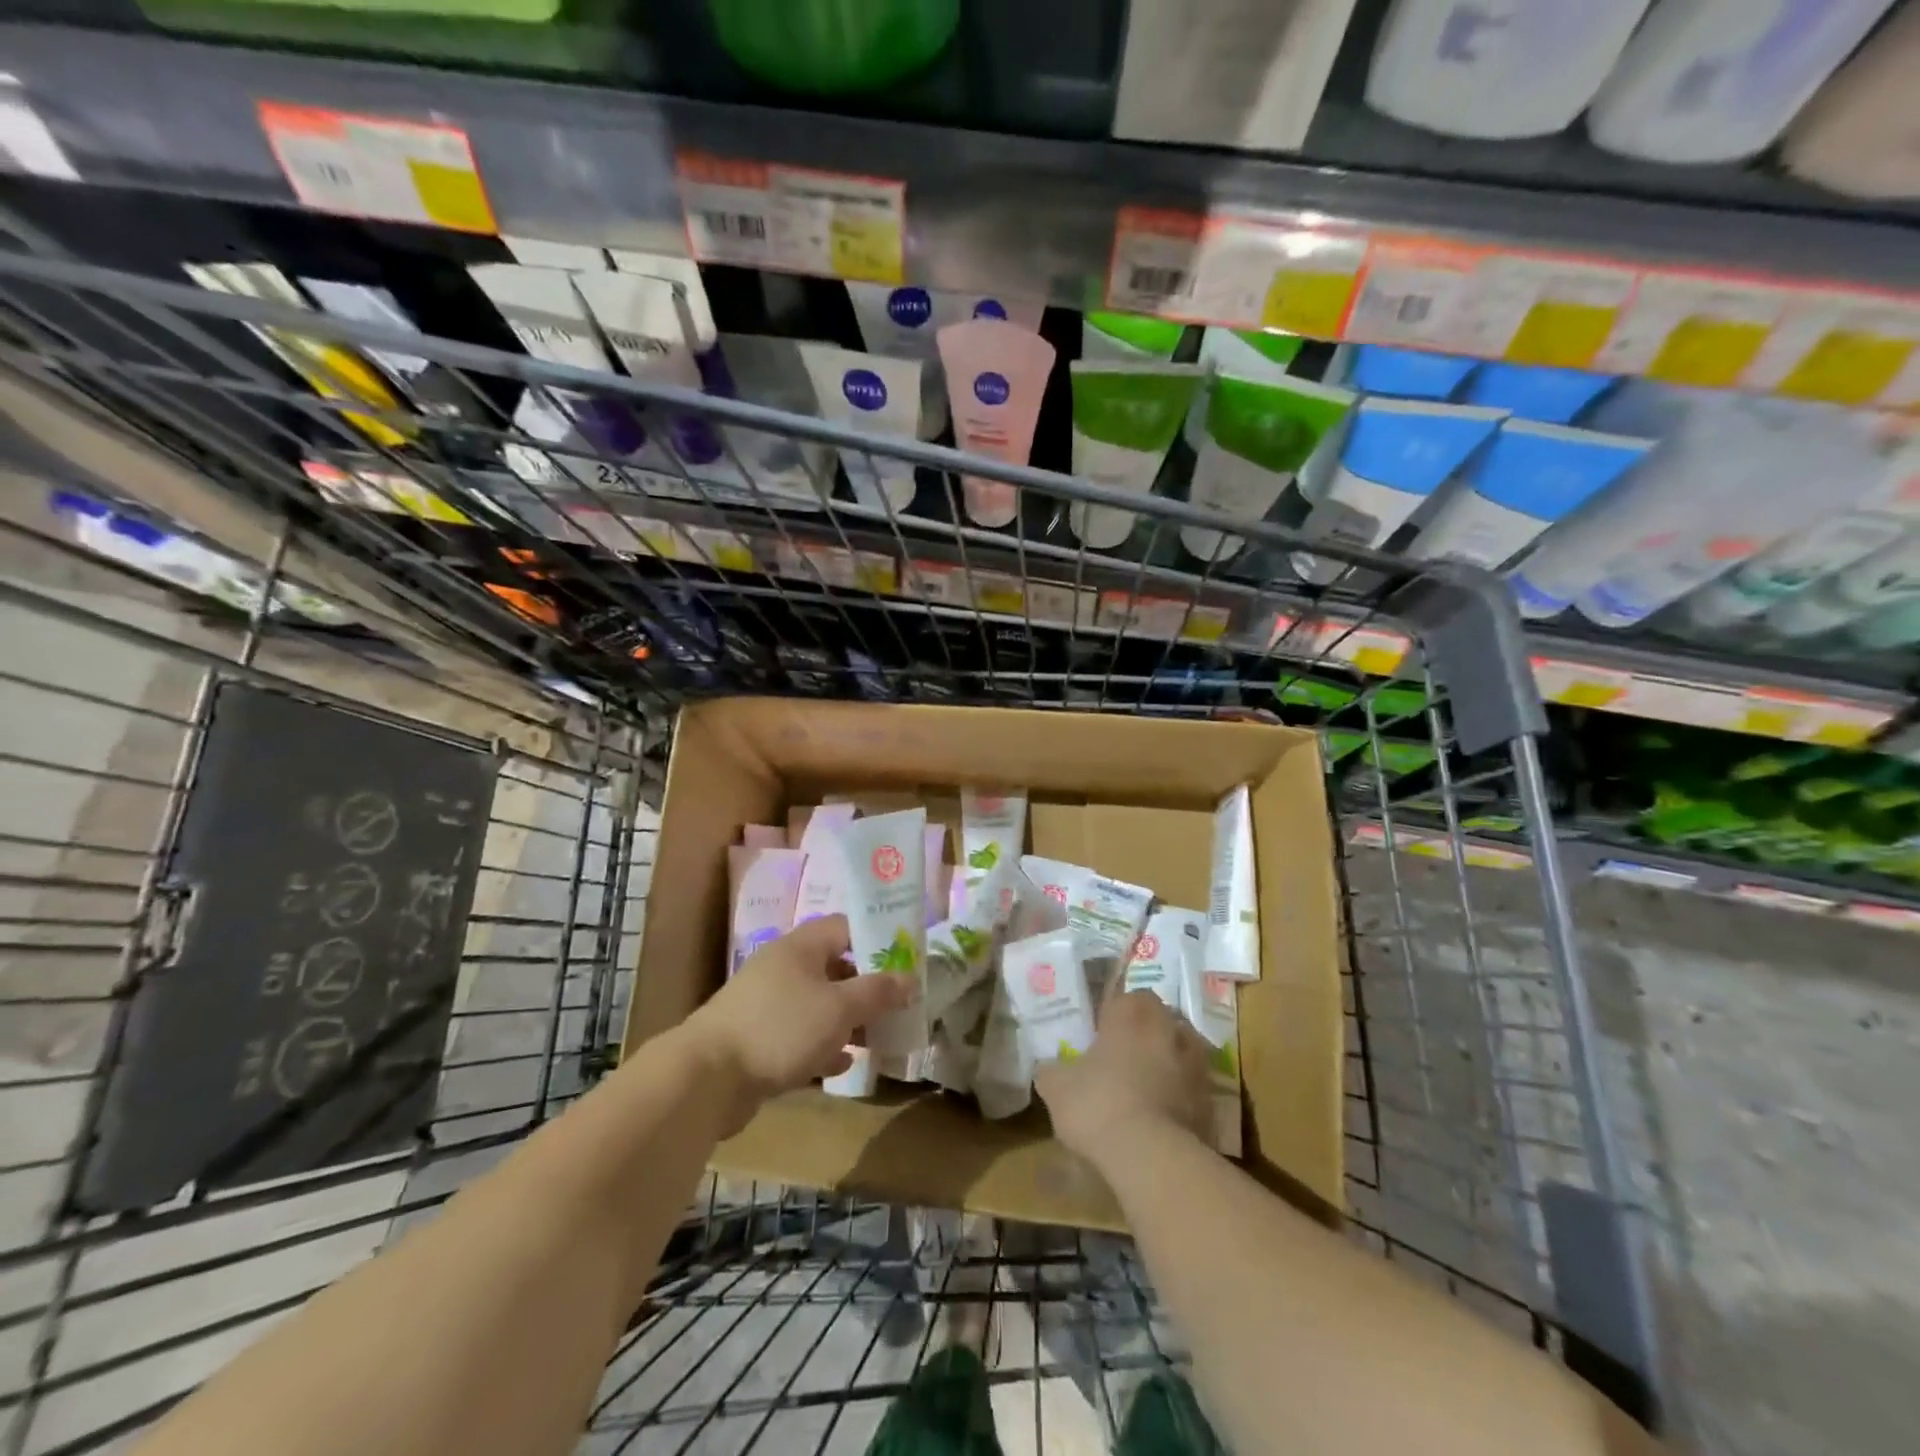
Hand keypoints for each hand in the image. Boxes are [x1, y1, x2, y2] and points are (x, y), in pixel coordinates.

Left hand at [684, 915, 909, 1133]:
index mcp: (801, 947)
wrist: (707, 1078)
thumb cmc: (781, 1028)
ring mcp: (767, 1003)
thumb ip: (877, 991)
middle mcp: (783, 967)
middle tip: (897, 1005)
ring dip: (848, 1019)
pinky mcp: (757, 1038)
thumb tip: (909, 978)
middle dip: (867, 986)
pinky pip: (800, 1035)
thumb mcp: (839, 1007)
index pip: (847, 927)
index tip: (906, 961)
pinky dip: (823, 1045)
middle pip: (835, 967)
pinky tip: (842, 1064)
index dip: (878, 940)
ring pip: (818, 1004)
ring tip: (878, 1038)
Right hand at [1035, 990, 1211, 1167]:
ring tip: (1144, 1089)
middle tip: (1122, 1059)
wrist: (1151, 1157)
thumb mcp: (1056, 1086)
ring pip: (1180, 1053)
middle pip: (1159, 1021)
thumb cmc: (1098, 1103)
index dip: (1115, 1014)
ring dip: (1167, 1064)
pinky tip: (1160, 1120)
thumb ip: (1052, 1070)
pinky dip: (1180, 1098)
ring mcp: (1196, 1063)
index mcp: (1132, 1011)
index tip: (1102, 1034)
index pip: (1128, 996)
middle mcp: (1170, 1026)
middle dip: (1144, 1035)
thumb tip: (1048, 1067)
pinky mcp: (1212, 1100)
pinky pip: (1192, 1090)